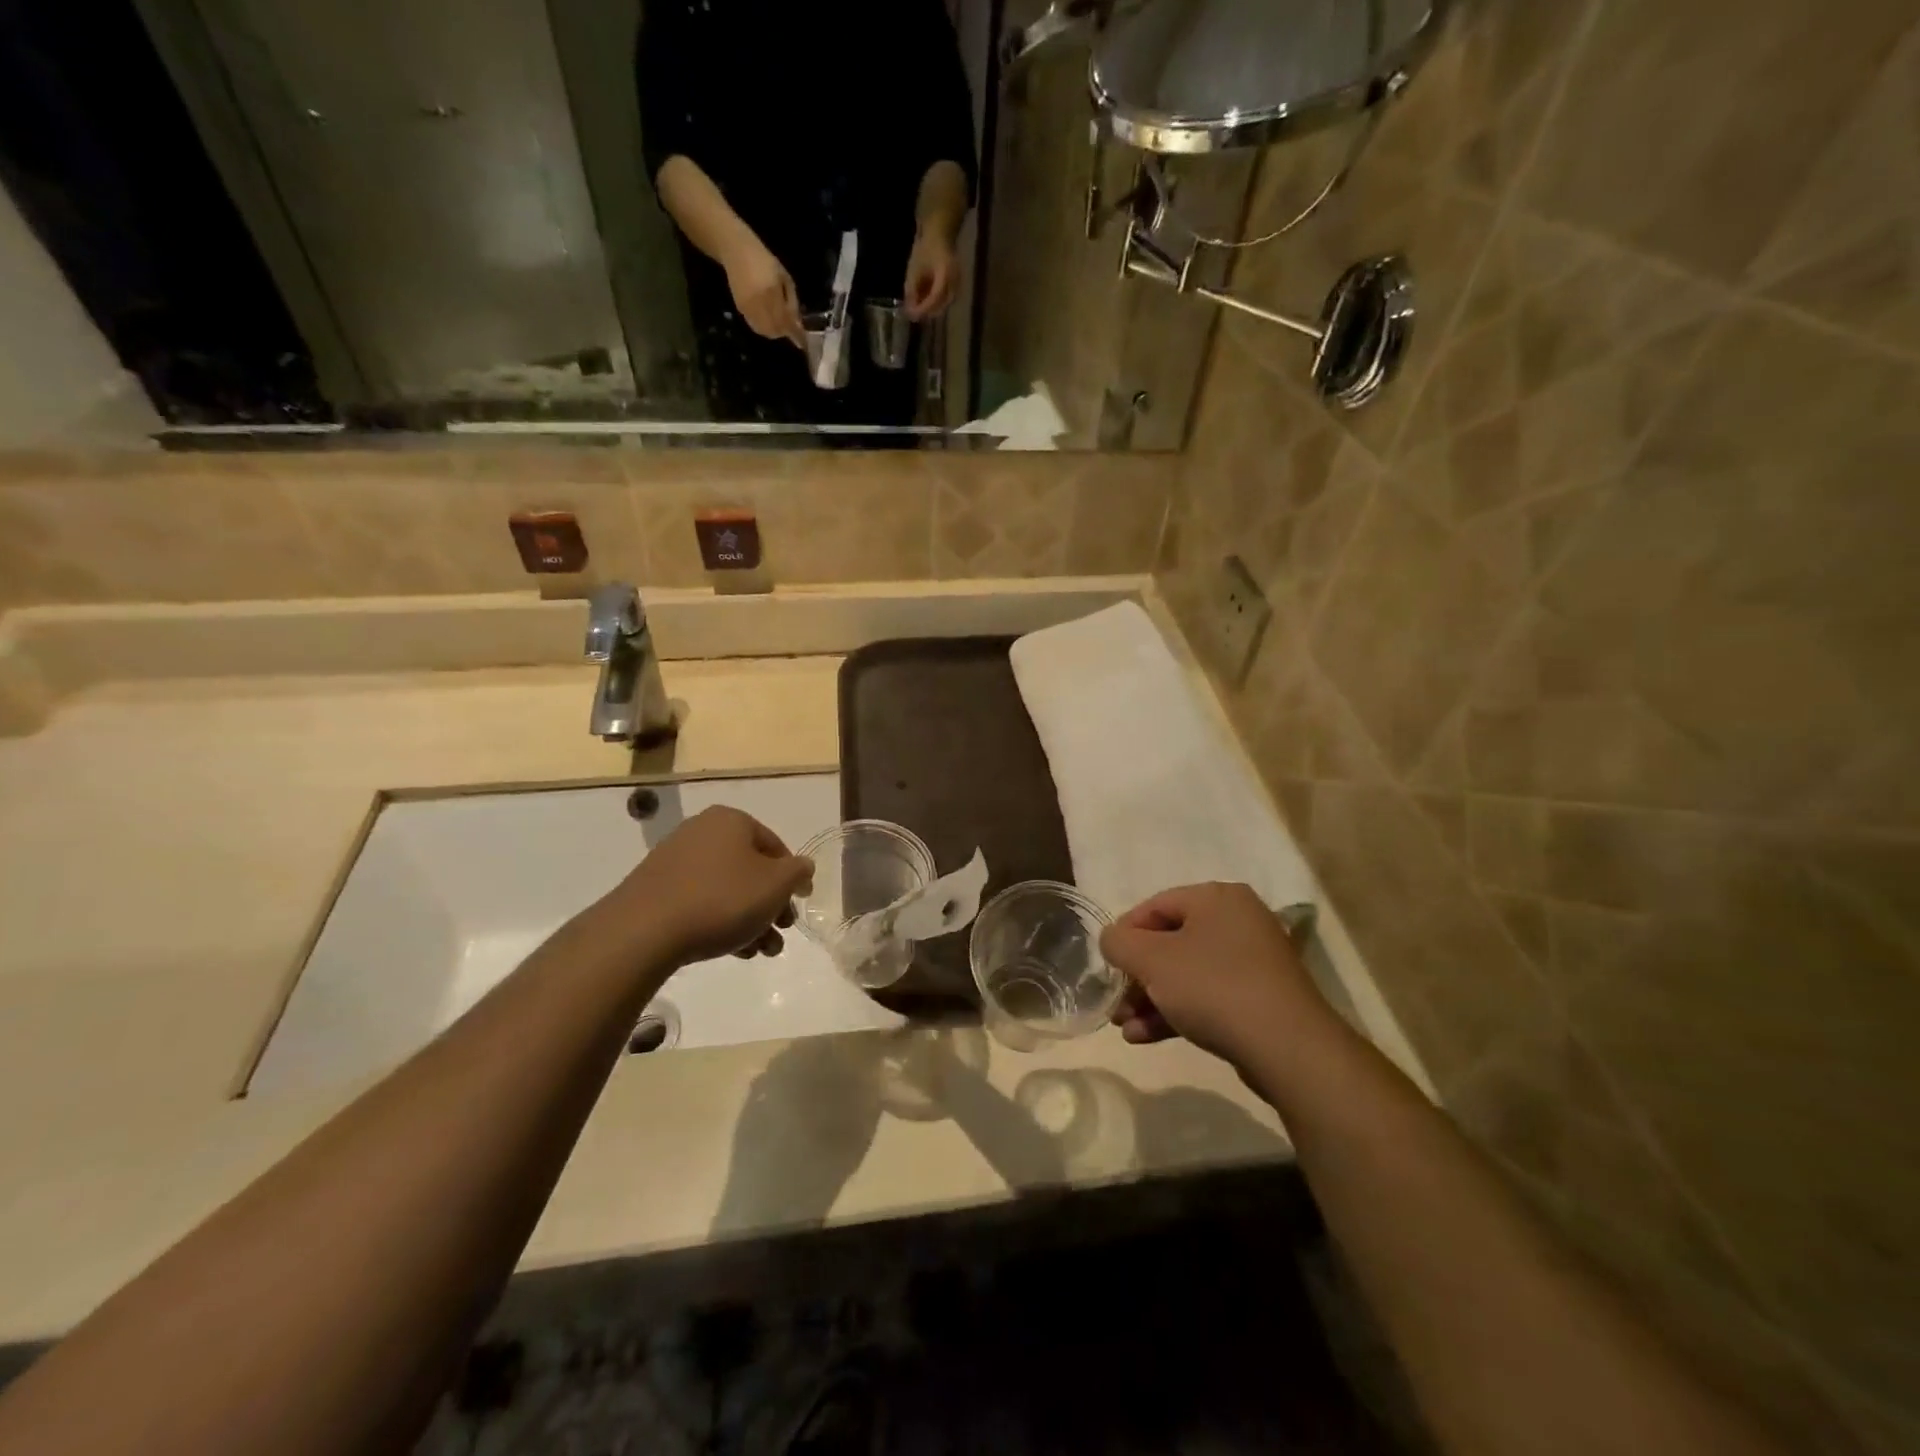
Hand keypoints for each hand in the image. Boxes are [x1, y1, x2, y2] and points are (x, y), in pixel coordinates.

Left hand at [611, 806, 812, 964]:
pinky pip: (700, 900)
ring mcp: (674, 859)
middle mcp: (702, 831)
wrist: (644, 931)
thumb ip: (798, 872)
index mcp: (732, 820)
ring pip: (727, 888)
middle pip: (750, 869)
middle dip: (770, 905)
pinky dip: (720, 920)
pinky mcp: (655, 888)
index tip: (798, 905)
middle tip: (781, 933)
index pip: (776, 846)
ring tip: (760, 952)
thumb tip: (802, 868)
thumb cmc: (722, 899)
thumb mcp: (776, 885)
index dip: (792, 877)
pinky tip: (731, 950)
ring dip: (749, 919)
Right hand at [722, 237, 804, 346]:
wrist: (736, 251)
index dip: (796, 334)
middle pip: (776, 330)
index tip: (804, 342)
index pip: (786, 321)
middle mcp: (759, 303)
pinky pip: (756, 326)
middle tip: (791, 327)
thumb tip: (798, 325)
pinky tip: (769, 320)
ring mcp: (748, 308)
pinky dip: (765, 328)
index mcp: (771, 292)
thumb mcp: (785, 278)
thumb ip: (792, 302)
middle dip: (785, 332)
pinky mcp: (740, 309)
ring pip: (766, 332)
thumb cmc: (765, 261)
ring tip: (780, 323)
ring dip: (775, 332)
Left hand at [903, 229, 958, 321]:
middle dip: (926, 312)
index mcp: (945, 274)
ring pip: (944, 305)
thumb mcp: (915, 268)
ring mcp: (957, 284)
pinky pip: (946, 299)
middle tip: (912, 312)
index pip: (935, 298)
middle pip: (941, 306)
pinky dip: (935, 303)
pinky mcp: (956, 286)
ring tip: (917, 305)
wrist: (941, 234)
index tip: (911, 315)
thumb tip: (909, 309)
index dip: (923, 309)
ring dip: (930, 308)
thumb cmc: (926, 248)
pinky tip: (925, 299)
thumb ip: (912, 290)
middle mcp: (955, 282)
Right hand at [1099, 883, 1336, 1069]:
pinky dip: (1176, 1011)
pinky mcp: (1260, 999)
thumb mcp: (1152, 960)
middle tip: (1115, 1002)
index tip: (1105, 965)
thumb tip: (1112, 940)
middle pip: (1170, 942)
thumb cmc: (1213, 987)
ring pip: (1187, 973)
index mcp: (1217, 898)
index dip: (1124, 934)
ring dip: (1151, 998)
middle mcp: (1238, 921)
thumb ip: (1119, 943)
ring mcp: (1253, 962)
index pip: (1155, 906)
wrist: (1287, 1048)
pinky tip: (1146, 1037)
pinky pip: (1208, 996)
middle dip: (1137, 975)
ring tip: (1124, 1027)